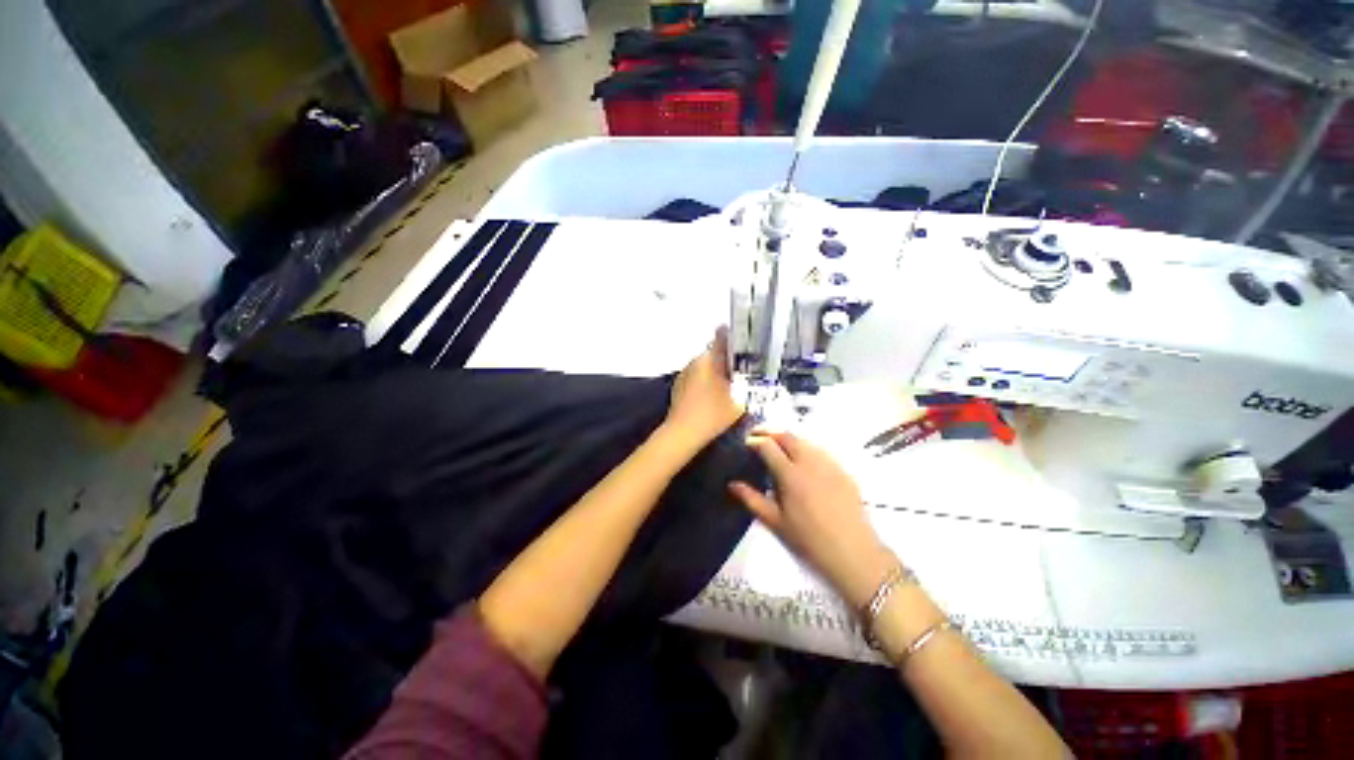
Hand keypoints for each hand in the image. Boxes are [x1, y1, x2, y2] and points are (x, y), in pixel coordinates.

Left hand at [663, 328, 743, 450]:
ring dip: (716, 373)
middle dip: (727, 362)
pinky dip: (705, 383)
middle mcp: (694, 361)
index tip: (746, 342)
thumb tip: (750, 372)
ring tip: (728, 388)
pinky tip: (712, 397)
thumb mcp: (739, 398)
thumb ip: (746, 382)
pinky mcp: (678, 386)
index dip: (735, 338)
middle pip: (715, 354)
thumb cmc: (713, 414)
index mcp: (709, 359)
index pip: (723, 338)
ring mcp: (684, 373)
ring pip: (705, 367)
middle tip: (741, 374)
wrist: (683, 433)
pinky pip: (696, 378)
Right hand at [729, 432, 893, 608]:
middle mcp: (809, 462)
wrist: (853, 552)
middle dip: (769, 431)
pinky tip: (801, 457)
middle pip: (787, 435)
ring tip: (776, 443)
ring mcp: (828, 463)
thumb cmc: (809, 540)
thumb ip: (752, 499)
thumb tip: (732, 484)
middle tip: (757, 434)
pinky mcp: (842, 469)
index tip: (745, 442)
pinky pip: (819, 449)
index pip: (768, 446)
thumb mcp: (775, 522)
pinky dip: (805, 446)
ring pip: (804, 439)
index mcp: (790, 474)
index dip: (754, 440)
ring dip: (787, 437)